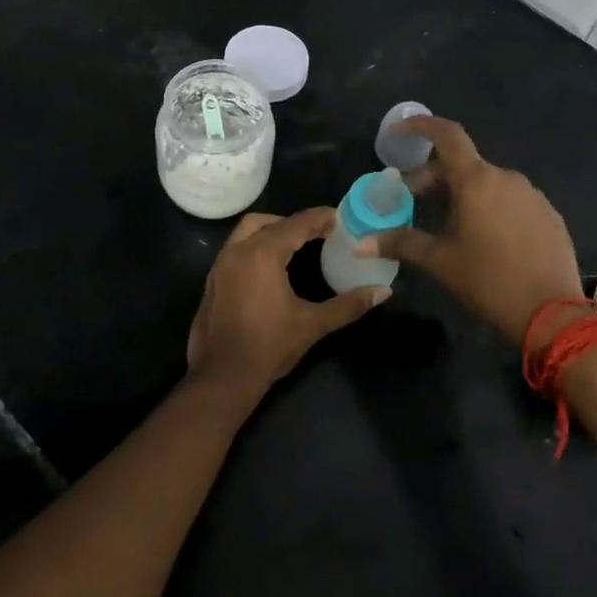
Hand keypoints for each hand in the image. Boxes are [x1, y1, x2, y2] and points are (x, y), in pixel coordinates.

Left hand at [186, 208, 388, 403]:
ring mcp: (221, 265)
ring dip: (272, 230)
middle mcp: (238, 250)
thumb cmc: (269, 347)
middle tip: (320, 232)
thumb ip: (348, 305)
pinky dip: (255, 245)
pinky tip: (271, 266)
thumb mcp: (313, 324)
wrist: (222, 378)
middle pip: (269, 221)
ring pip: (247, 231)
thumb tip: (383, 291)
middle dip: (295, 222)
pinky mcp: (213, 280)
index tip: (340, 218)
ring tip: (296, 244)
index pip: (296, 224)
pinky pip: (236, 248)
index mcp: (262, 254)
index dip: (320, 218)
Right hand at [358, 116, 581, 345]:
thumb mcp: (439, 262)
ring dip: (465, 193)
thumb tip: (360, 244)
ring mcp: (532, 195)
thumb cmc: (488, 280)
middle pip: (464, 164)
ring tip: (452, 223)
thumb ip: (400, 243)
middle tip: (416, 199)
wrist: (552, 313)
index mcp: (476, 181)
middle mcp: (506, 178)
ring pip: (489, 183)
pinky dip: (492, 207)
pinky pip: (512, 200)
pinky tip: (488, 238)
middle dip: (436, 176)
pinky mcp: (549, 214)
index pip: (447, 135)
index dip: (422, 126)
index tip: (401, 131)